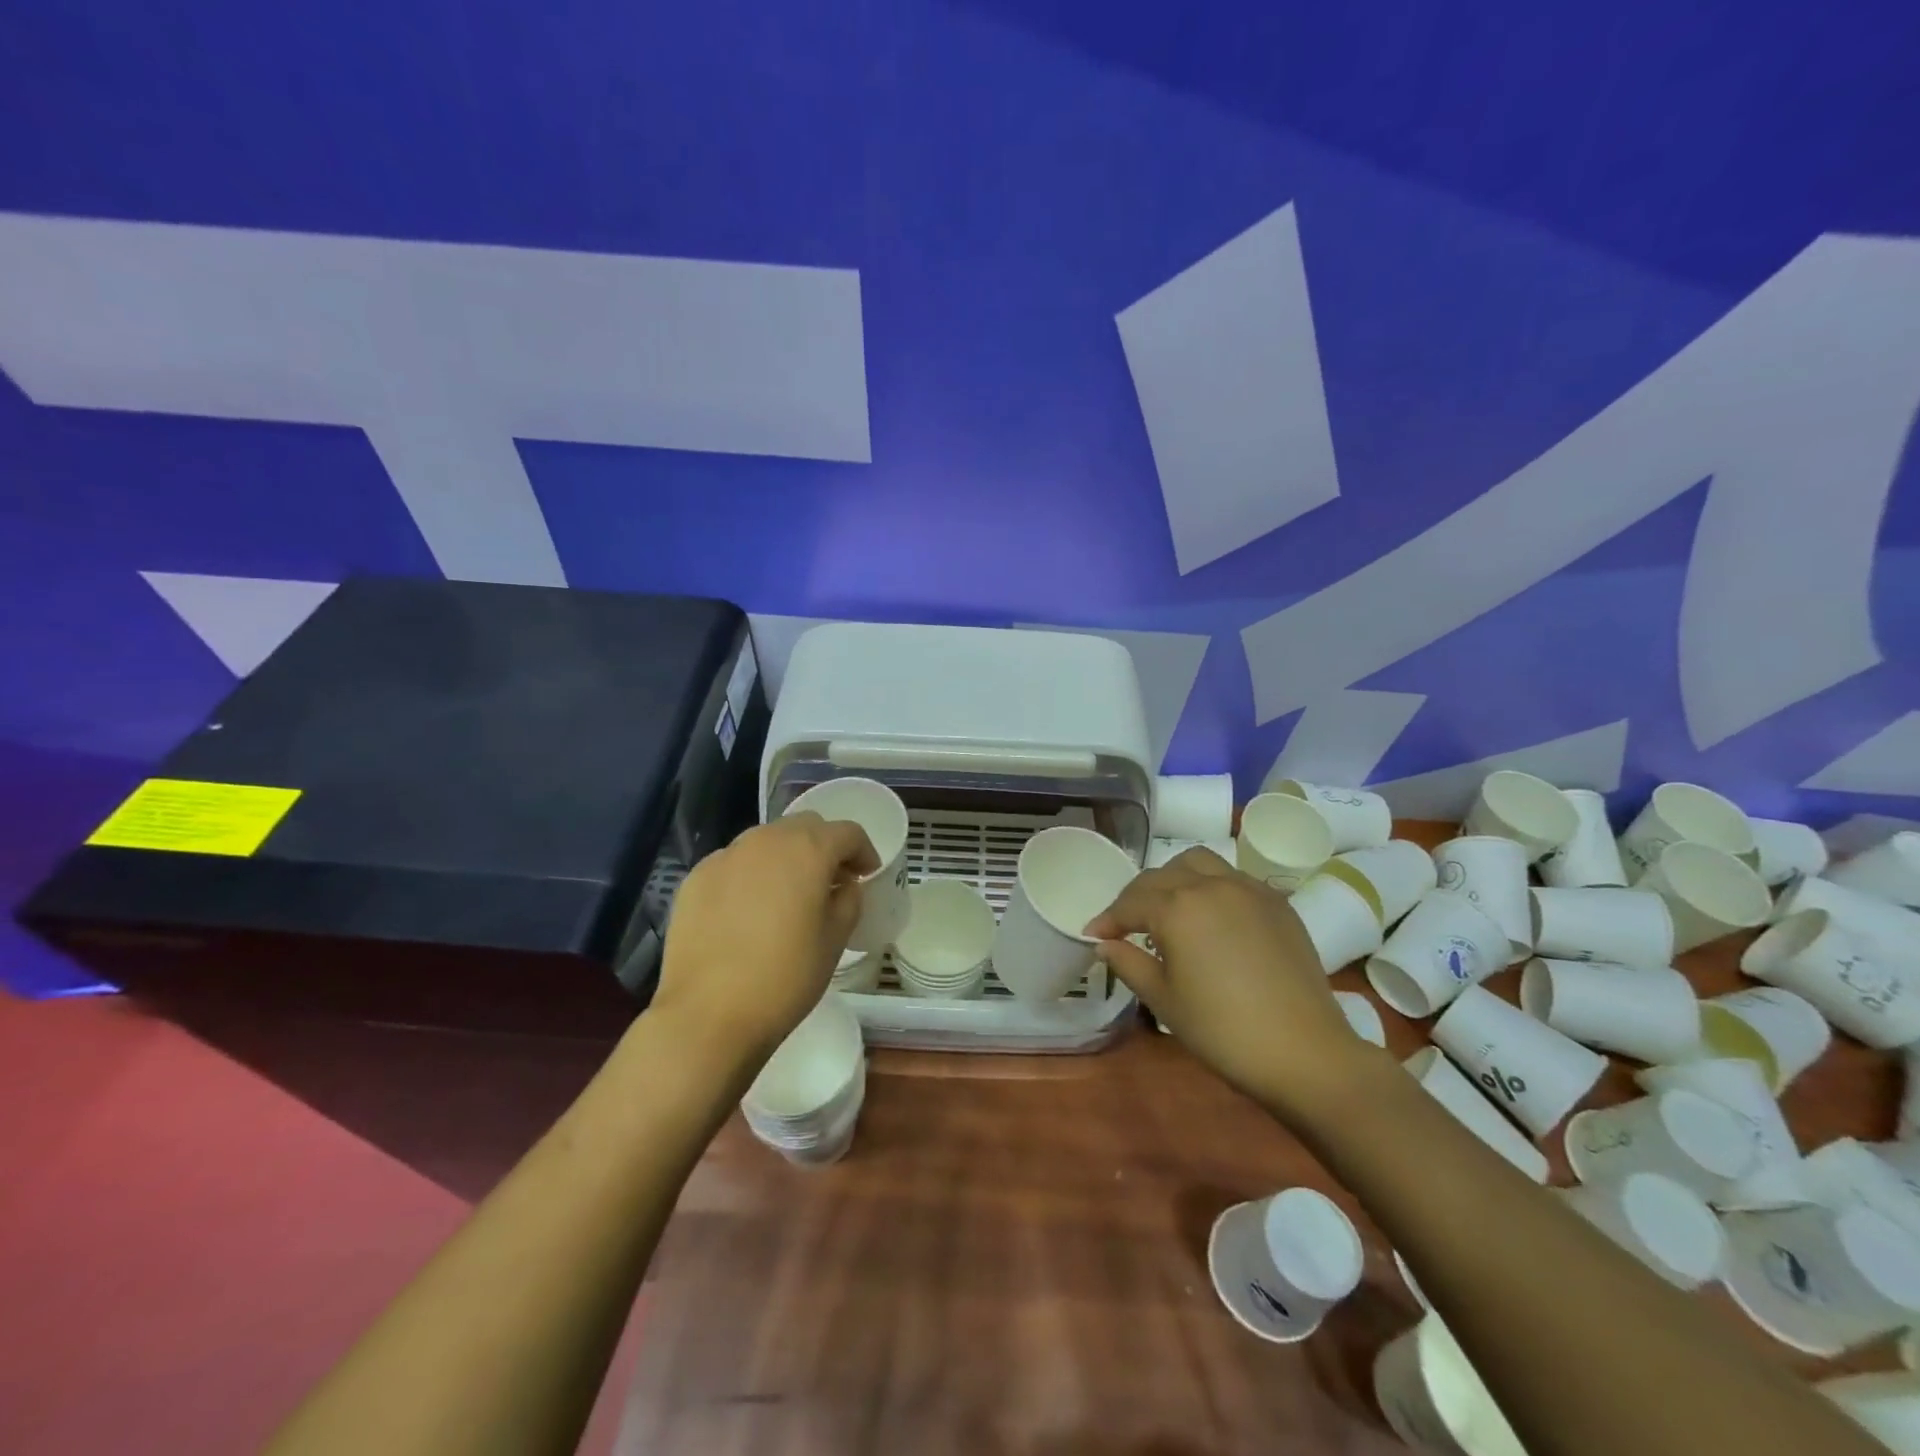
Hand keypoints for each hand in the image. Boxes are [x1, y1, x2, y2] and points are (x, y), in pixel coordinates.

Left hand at [650, 812, 879, 1068]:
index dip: (863, 851)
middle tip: (830, 881)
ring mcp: (726, 856)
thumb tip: (842, 885)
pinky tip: (748, 911)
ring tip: (788, 894)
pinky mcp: (696, 877)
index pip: (847, 832)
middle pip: (805, 826)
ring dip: (785, 857)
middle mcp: (766, 840)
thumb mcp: (835, 941)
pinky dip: (750, 874)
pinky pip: (734, 863)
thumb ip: (848, 900)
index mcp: (808, 850)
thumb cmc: (785, 978)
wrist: (707, 1015)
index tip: (866, 875)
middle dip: (823, 846)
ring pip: (766, 840)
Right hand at [1086, 848, 1383, 1113]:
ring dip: (1174, 878)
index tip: (1093, 935)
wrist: (1304, 1053)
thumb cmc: (1223, 1031)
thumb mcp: (1164, 1000)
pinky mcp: (1277, 903)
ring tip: (1169, 908)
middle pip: (1160, 877)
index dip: (1108, 919)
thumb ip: (1129, 963)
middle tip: (1126, 925)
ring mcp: (1248, 889)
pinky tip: (1211, 917)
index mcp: (1177, 907)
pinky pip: (1233, 878)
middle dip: (1136, 897)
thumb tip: (1104, 944)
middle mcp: (1210, 885)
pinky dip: (1211, 886)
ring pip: (1199, 863)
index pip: (1130, 904)